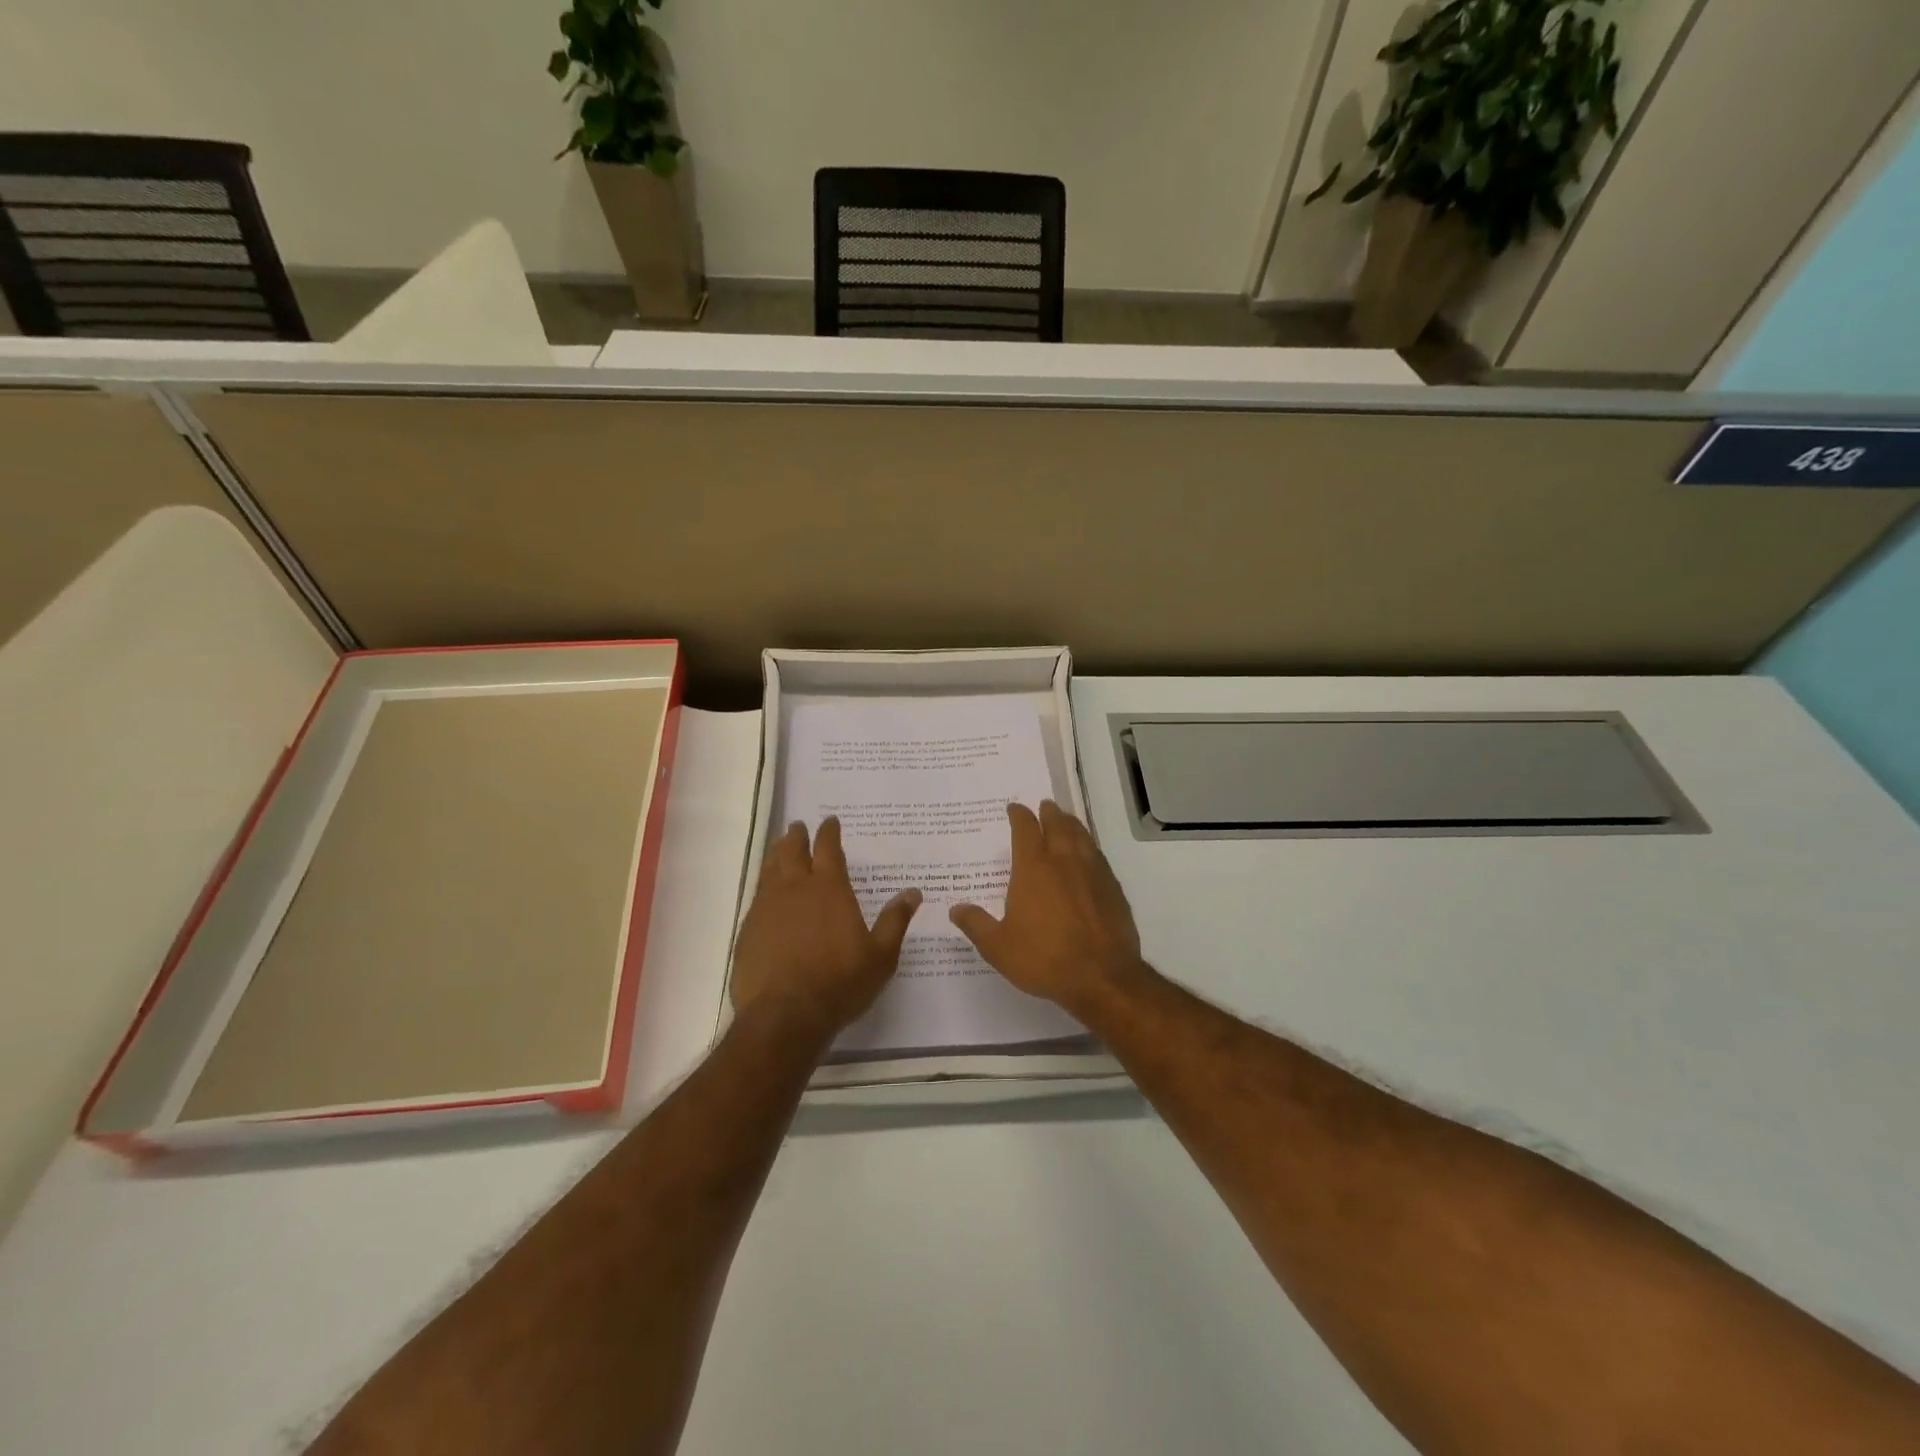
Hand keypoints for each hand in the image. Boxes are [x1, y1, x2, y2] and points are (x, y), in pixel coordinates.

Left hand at [730, 817, 921, 1042]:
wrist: (785, 1015)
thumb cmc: (840, 982)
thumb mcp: (880, 955)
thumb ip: (895, 921)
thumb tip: (914, 892)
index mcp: (829, 889)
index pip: (828, 849)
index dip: (829, 833)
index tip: (830, 821)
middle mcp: (795, 889)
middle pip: (792, 851)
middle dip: (797, 836)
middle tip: (798, 827)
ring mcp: (767, 908)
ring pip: (770, 869)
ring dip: (776, 854)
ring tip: (779, 847)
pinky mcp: (748, 929)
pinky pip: (756, 896)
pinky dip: (763, 885)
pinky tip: (765, 893)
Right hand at [950, 801, 1143, 1015]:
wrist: (1103, 977)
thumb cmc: (1044, 958)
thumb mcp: (998, 947)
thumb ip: (976, 924)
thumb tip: (956, 908)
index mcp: (1034, 867)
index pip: (1025, 829)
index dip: (1019, 815)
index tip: (1014, 808)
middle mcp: (1064, 860)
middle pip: (1058, 825)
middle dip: (1049, 813)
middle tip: (1045, 805)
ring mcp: (1093, 872)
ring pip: (1082, 836)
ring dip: (1072, 825)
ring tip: (1067, 820)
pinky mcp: (1113, 888)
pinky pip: (1099, 857)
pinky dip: (1090, 848)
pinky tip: (1090, 856)